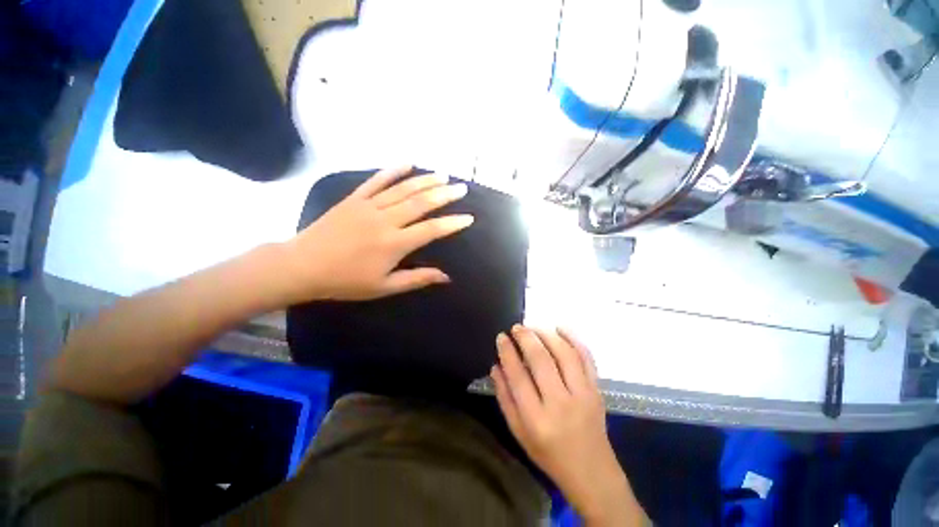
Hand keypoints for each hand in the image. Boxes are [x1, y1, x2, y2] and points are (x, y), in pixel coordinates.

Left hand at [282, 166, 473, 301]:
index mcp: (394, 244)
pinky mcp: (354, 198)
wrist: (302, 266)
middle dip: (444, 194)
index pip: (431, 230)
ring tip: (443, 175)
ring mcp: (369, 206)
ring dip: (425, 180)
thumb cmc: (346, 281)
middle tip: (461, 187)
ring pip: (403, 189)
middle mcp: (386, 220)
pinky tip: (408, 163)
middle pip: (421, 203)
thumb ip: (417, 279)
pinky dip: (393, 170)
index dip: (452, 223)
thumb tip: (446, 277)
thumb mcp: (384, 287)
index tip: (468, 217)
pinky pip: (376, 180)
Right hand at [492, 325, 644, 525]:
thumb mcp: (518, 433)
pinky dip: (573, 339)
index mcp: (537, 419)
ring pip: (564, 354)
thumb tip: (495, 366)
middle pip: (541, 360)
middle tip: (516, 327)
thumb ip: (505, 398)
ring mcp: (583, 395)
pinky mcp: (597, 390)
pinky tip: (560, 328)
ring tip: (533, 327)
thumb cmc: (549, 454)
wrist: (592, 472)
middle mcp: (561, 404)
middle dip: (526, 337)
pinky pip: (586, 358)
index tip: (501, 337)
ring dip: (547, 334)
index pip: (518, 376)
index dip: (507, 352)